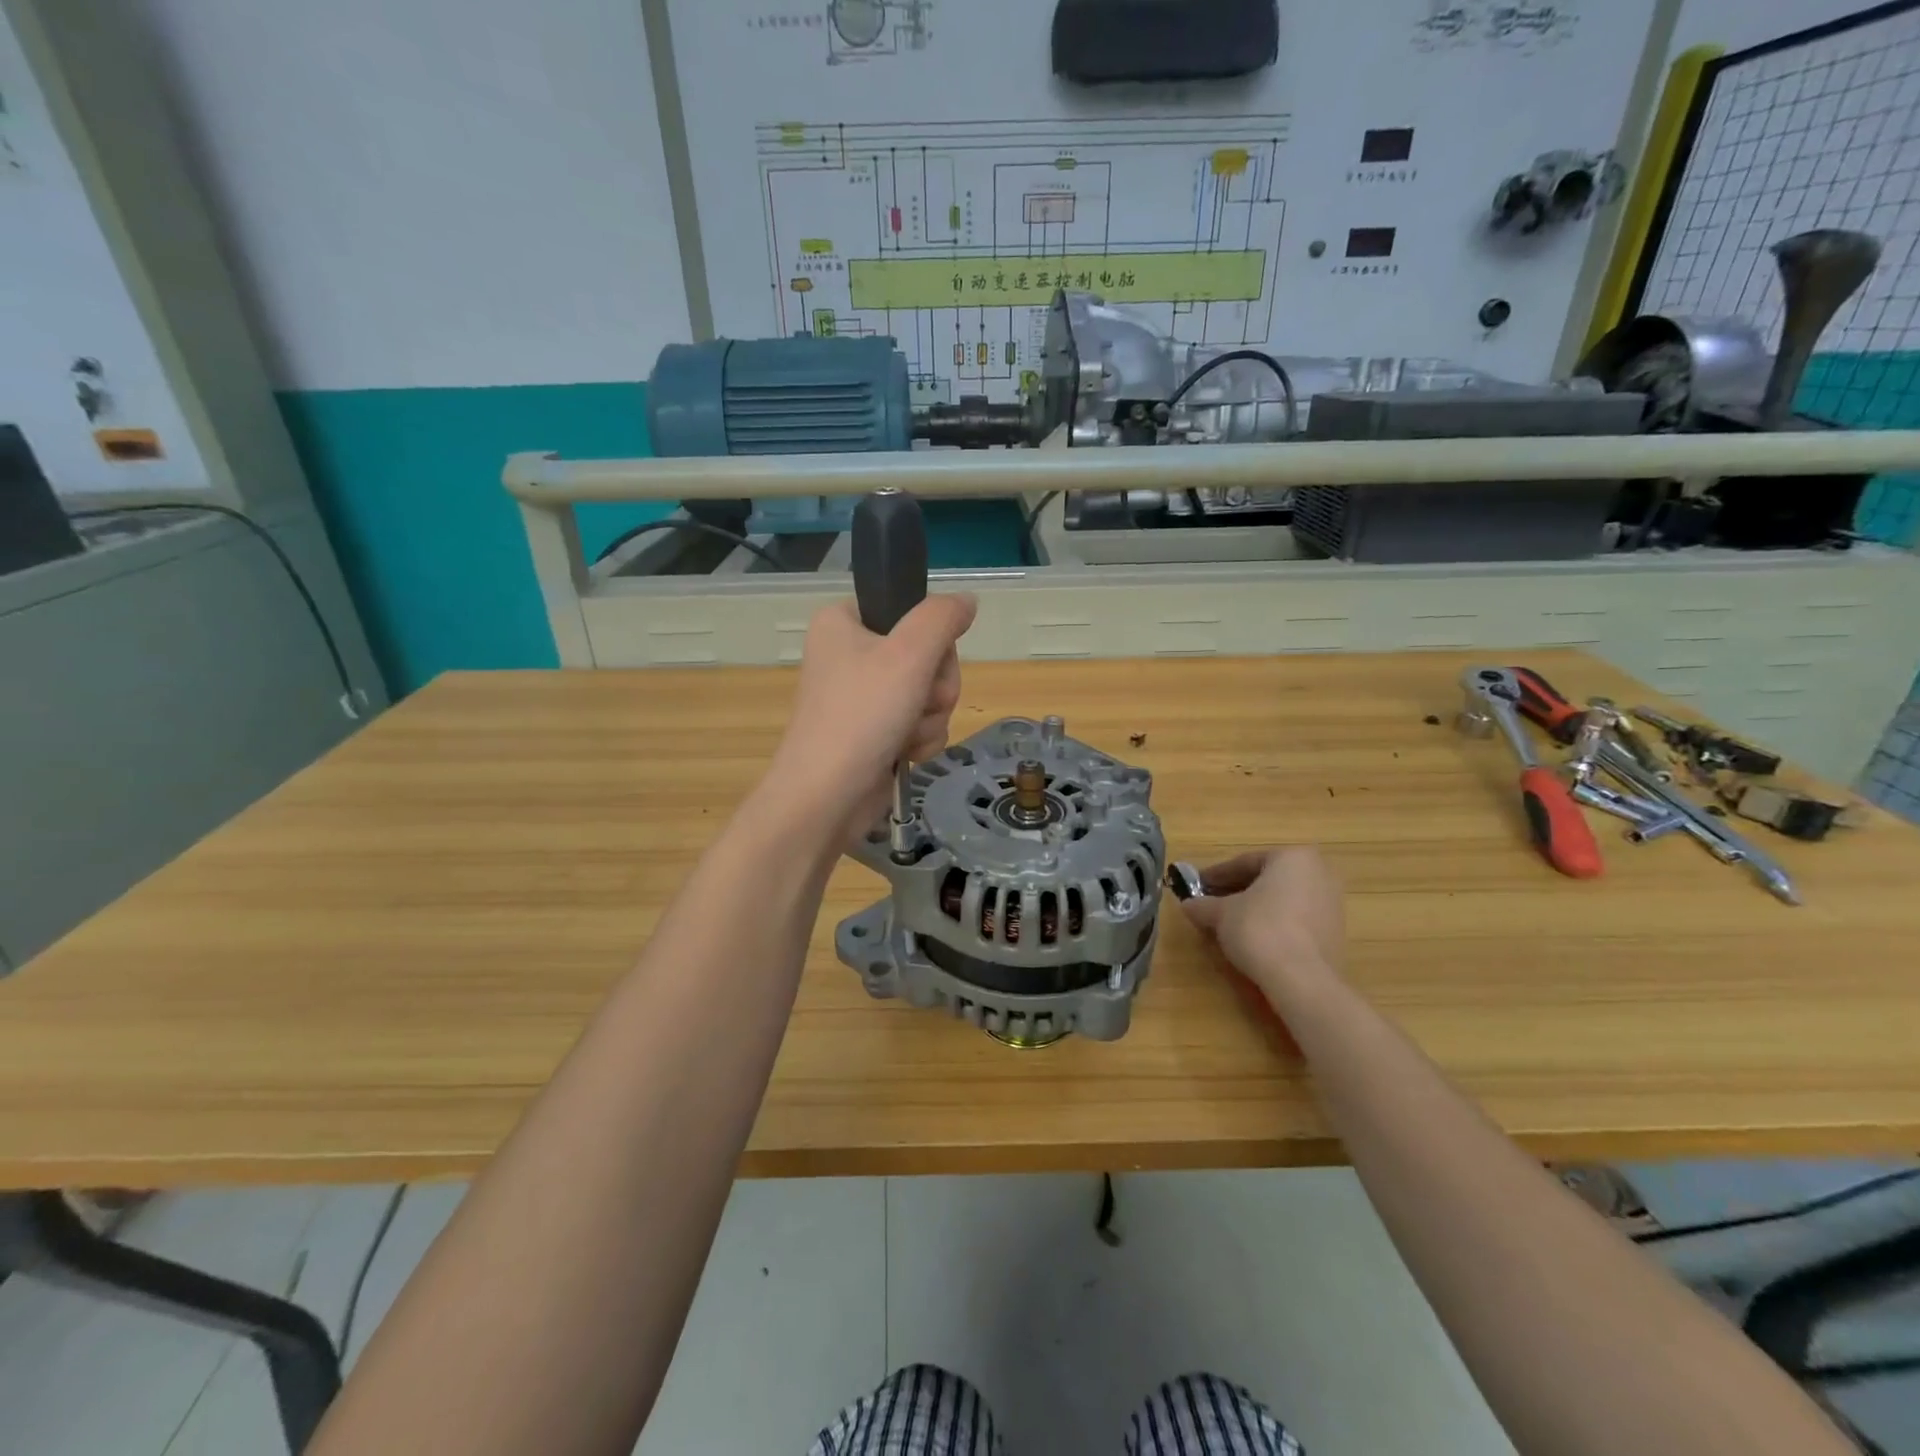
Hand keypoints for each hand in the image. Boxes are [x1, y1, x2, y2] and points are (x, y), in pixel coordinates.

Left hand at [764, 594, 977, 842]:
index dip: (929, 637)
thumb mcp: (908, 653)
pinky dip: (920, 739)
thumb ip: (942, 618)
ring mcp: (862, 697)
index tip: (927, 658)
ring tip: (906, 734)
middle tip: (918, 701)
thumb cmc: (862, 715)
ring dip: (930, 717)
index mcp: (843, 622)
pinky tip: (906, 753)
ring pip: (928, 692)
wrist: (827, 797)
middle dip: (934, 686)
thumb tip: (966, 600)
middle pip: (926, 654)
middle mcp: (850, 654)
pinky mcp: (873, 732)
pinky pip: (919, 722)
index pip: (908, 609)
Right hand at [1179, 847, 1344, 1003]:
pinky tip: (1254, 940)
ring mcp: (1332, 904)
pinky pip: (1296, 919)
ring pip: (1282, 900)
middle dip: (1237, 891)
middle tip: (1211, 904)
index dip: (1215, 876)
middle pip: (1266, 879)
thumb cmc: (1259, 929)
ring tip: (1229, 925)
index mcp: (1292, 857)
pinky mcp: (1335, 932)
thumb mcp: (1220, 914)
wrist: (1303, 979)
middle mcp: (1318, 873)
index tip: (1196, 887)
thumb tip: (1187, 905)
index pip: (1244, 862)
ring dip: (1255, 909)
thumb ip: (1202, 905)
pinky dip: (1274, 924)